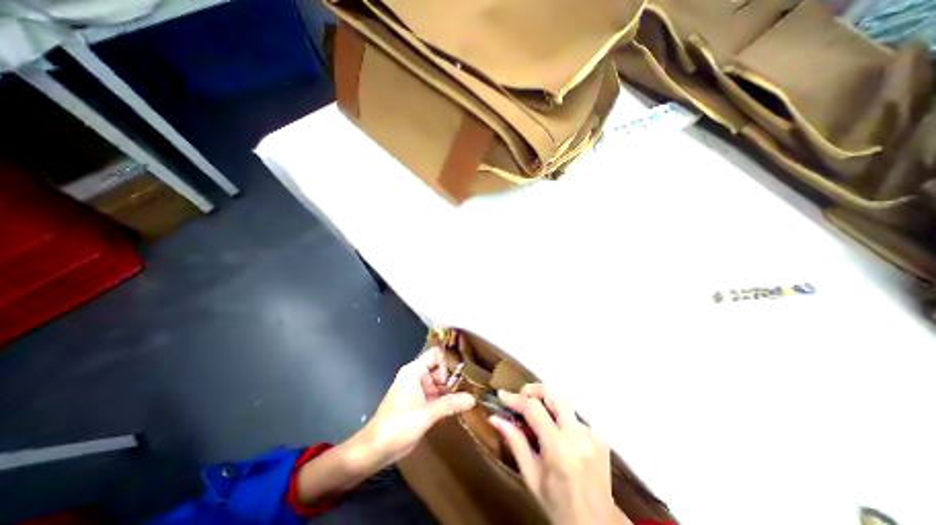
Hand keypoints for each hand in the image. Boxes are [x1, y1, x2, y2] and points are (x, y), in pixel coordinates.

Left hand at [359, 348, 475, 467]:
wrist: (375, 450)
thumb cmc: (398, 426)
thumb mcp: (427, 414)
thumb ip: (450, 404)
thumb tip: (473, 399)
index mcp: (414, 371)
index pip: (435, 354)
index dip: (447, 362)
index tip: (459, 377)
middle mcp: (415, 376)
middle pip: (439, 368)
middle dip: (451, 379)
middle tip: (465, 392)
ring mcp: (416, 389)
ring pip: (438, 382)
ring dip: (449, 391)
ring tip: (463, 401)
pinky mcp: (417, 402)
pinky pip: (434, 394)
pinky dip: (443, 399)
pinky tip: (454, 408)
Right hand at [486, 382, 630, 524]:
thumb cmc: (558, 506)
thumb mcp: (531, 477)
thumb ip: (515, 442)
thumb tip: (495, 418)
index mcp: (559, 448)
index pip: (533, 408)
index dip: (515, 398)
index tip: (502, 395)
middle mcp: (578, 435)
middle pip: (553, 393)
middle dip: (533, 390)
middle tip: (521, 398)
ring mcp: (592, 434)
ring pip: (564, 402)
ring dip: (546, 403)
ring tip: (535, 416)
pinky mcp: (599, 436)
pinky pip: (574, 416)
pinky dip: (560, 417)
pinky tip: (555, 432)